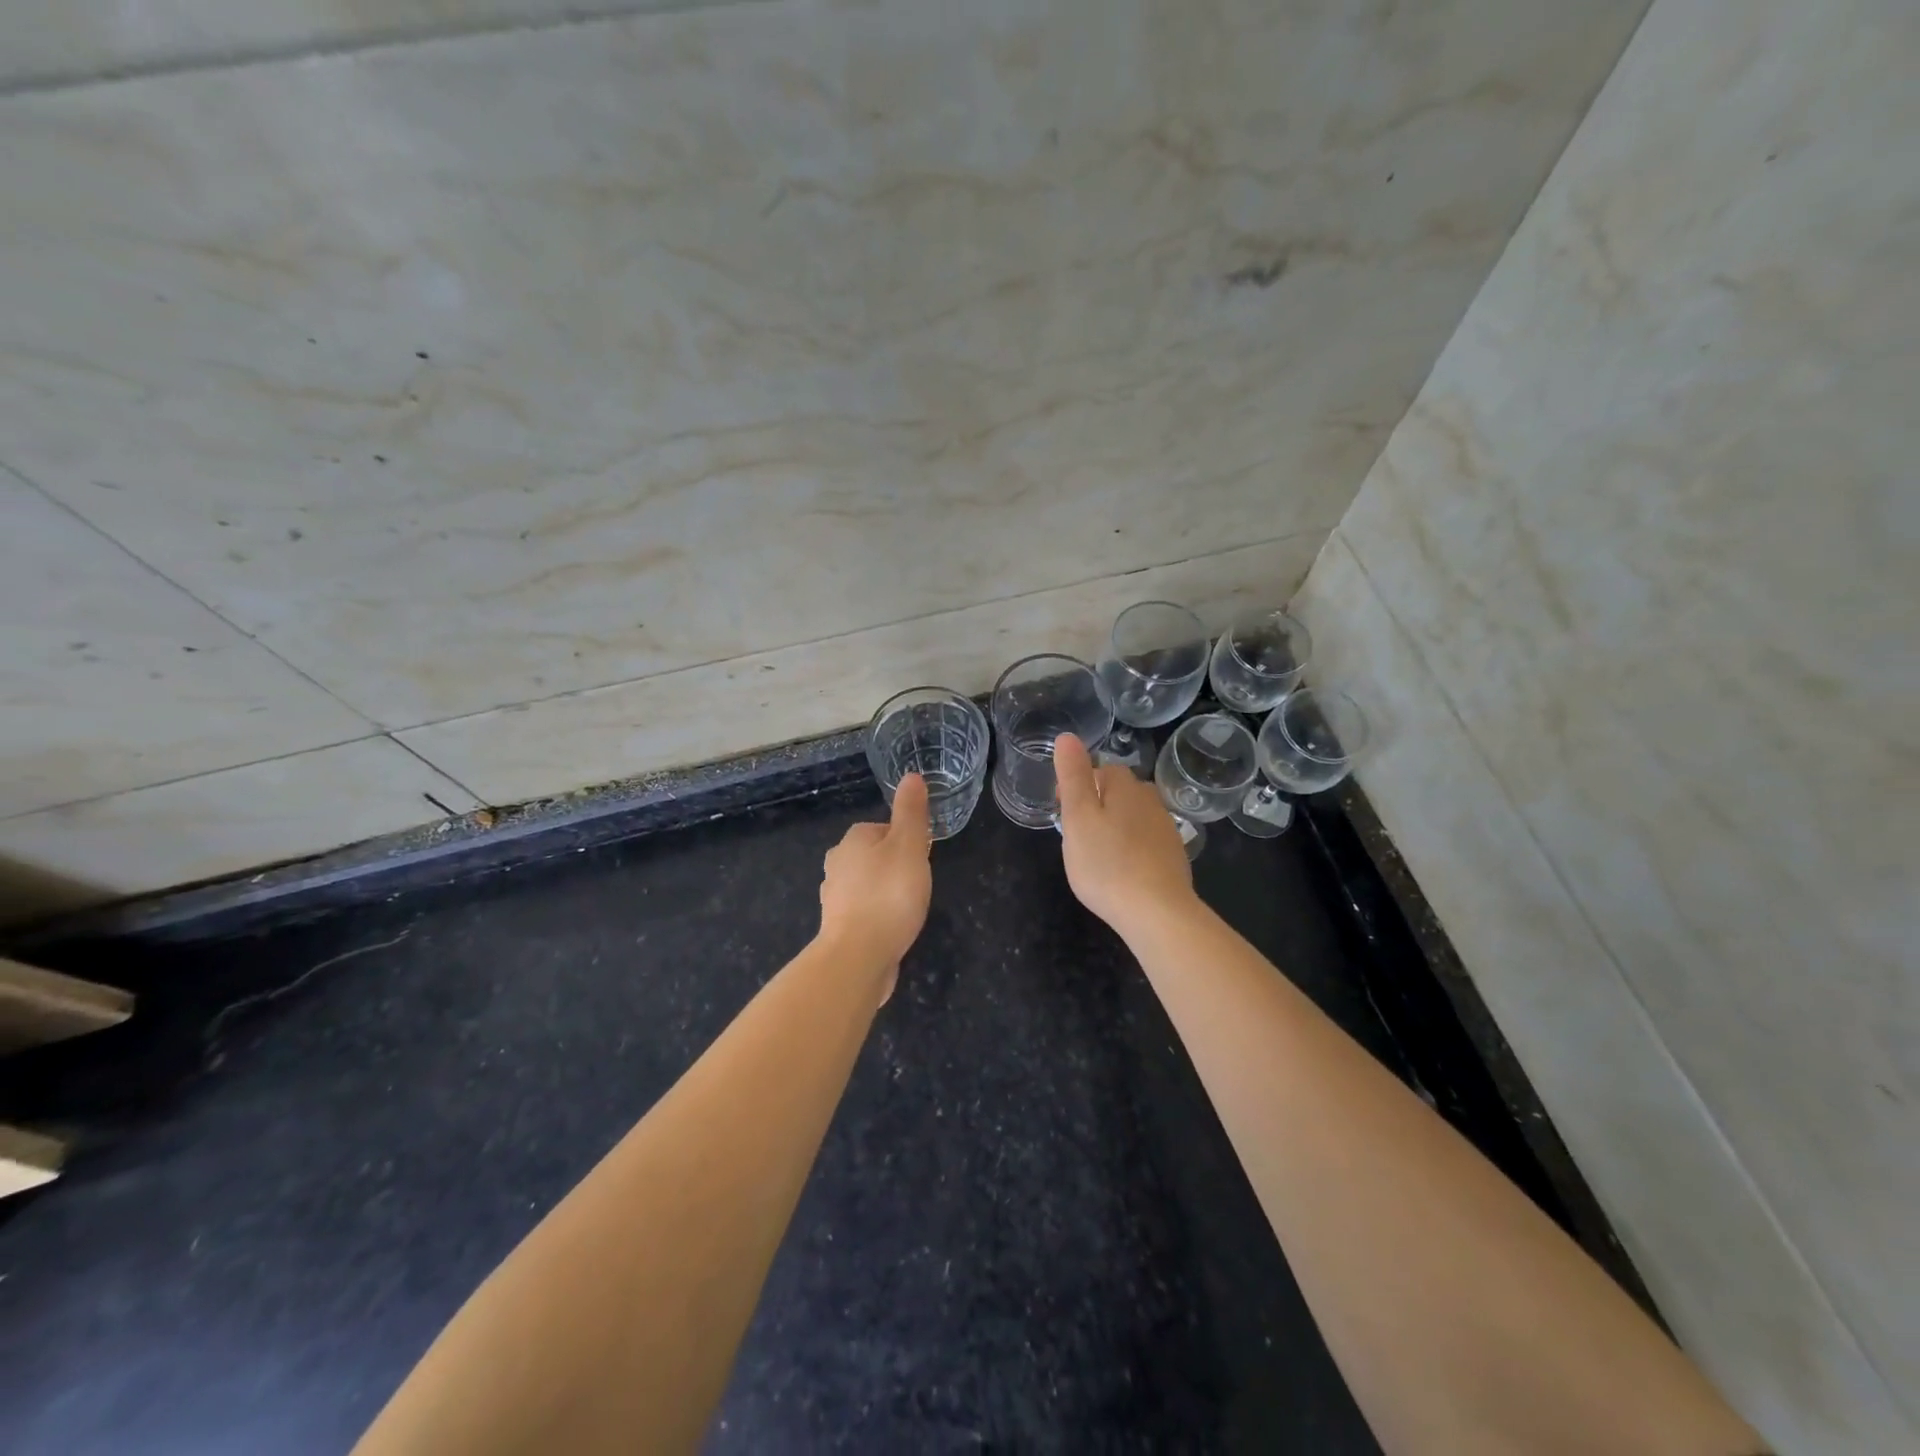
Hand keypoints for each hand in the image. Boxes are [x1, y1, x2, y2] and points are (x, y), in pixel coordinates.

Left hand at [818, 773, 933, 1000]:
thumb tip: (910, 775)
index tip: (921, 861)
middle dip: (896, 868)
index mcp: (853, 839)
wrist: (859, 955)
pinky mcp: (837, 926)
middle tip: (917, 886)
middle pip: (875, 856)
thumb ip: (911, 812)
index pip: (885, 829)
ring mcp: (834, 897)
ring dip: (885, 893)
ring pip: (867, 884)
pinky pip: (863, 912)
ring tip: (906, 909)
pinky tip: (892, 929)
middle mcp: (837, 863)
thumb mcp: (909, 846)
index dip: (908, 843)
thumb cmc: (889, 895)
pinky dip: (877, 916)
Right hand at [1054, 733, 1197, 938]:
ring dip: (1118, 826)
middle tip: (1078, 832)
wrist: (1156, 912)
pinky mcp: (1174, 858)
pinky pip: (1148, 842)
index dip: (1080, 784)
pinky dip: (1133, 848)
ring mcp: (1167, 831)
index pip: (1103, 769)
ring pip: (1136, 817)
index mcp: (1126, 788)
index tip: (1062, 810)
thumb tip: (1067, 736)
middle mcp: (1151, 802)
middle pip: (1122, 792)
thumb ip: (1073, 776)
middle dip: (1100, 803)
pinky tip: (1123, 870)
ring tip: (1098, 852)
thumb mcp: (1078, 817)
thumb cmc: (1106, 863)